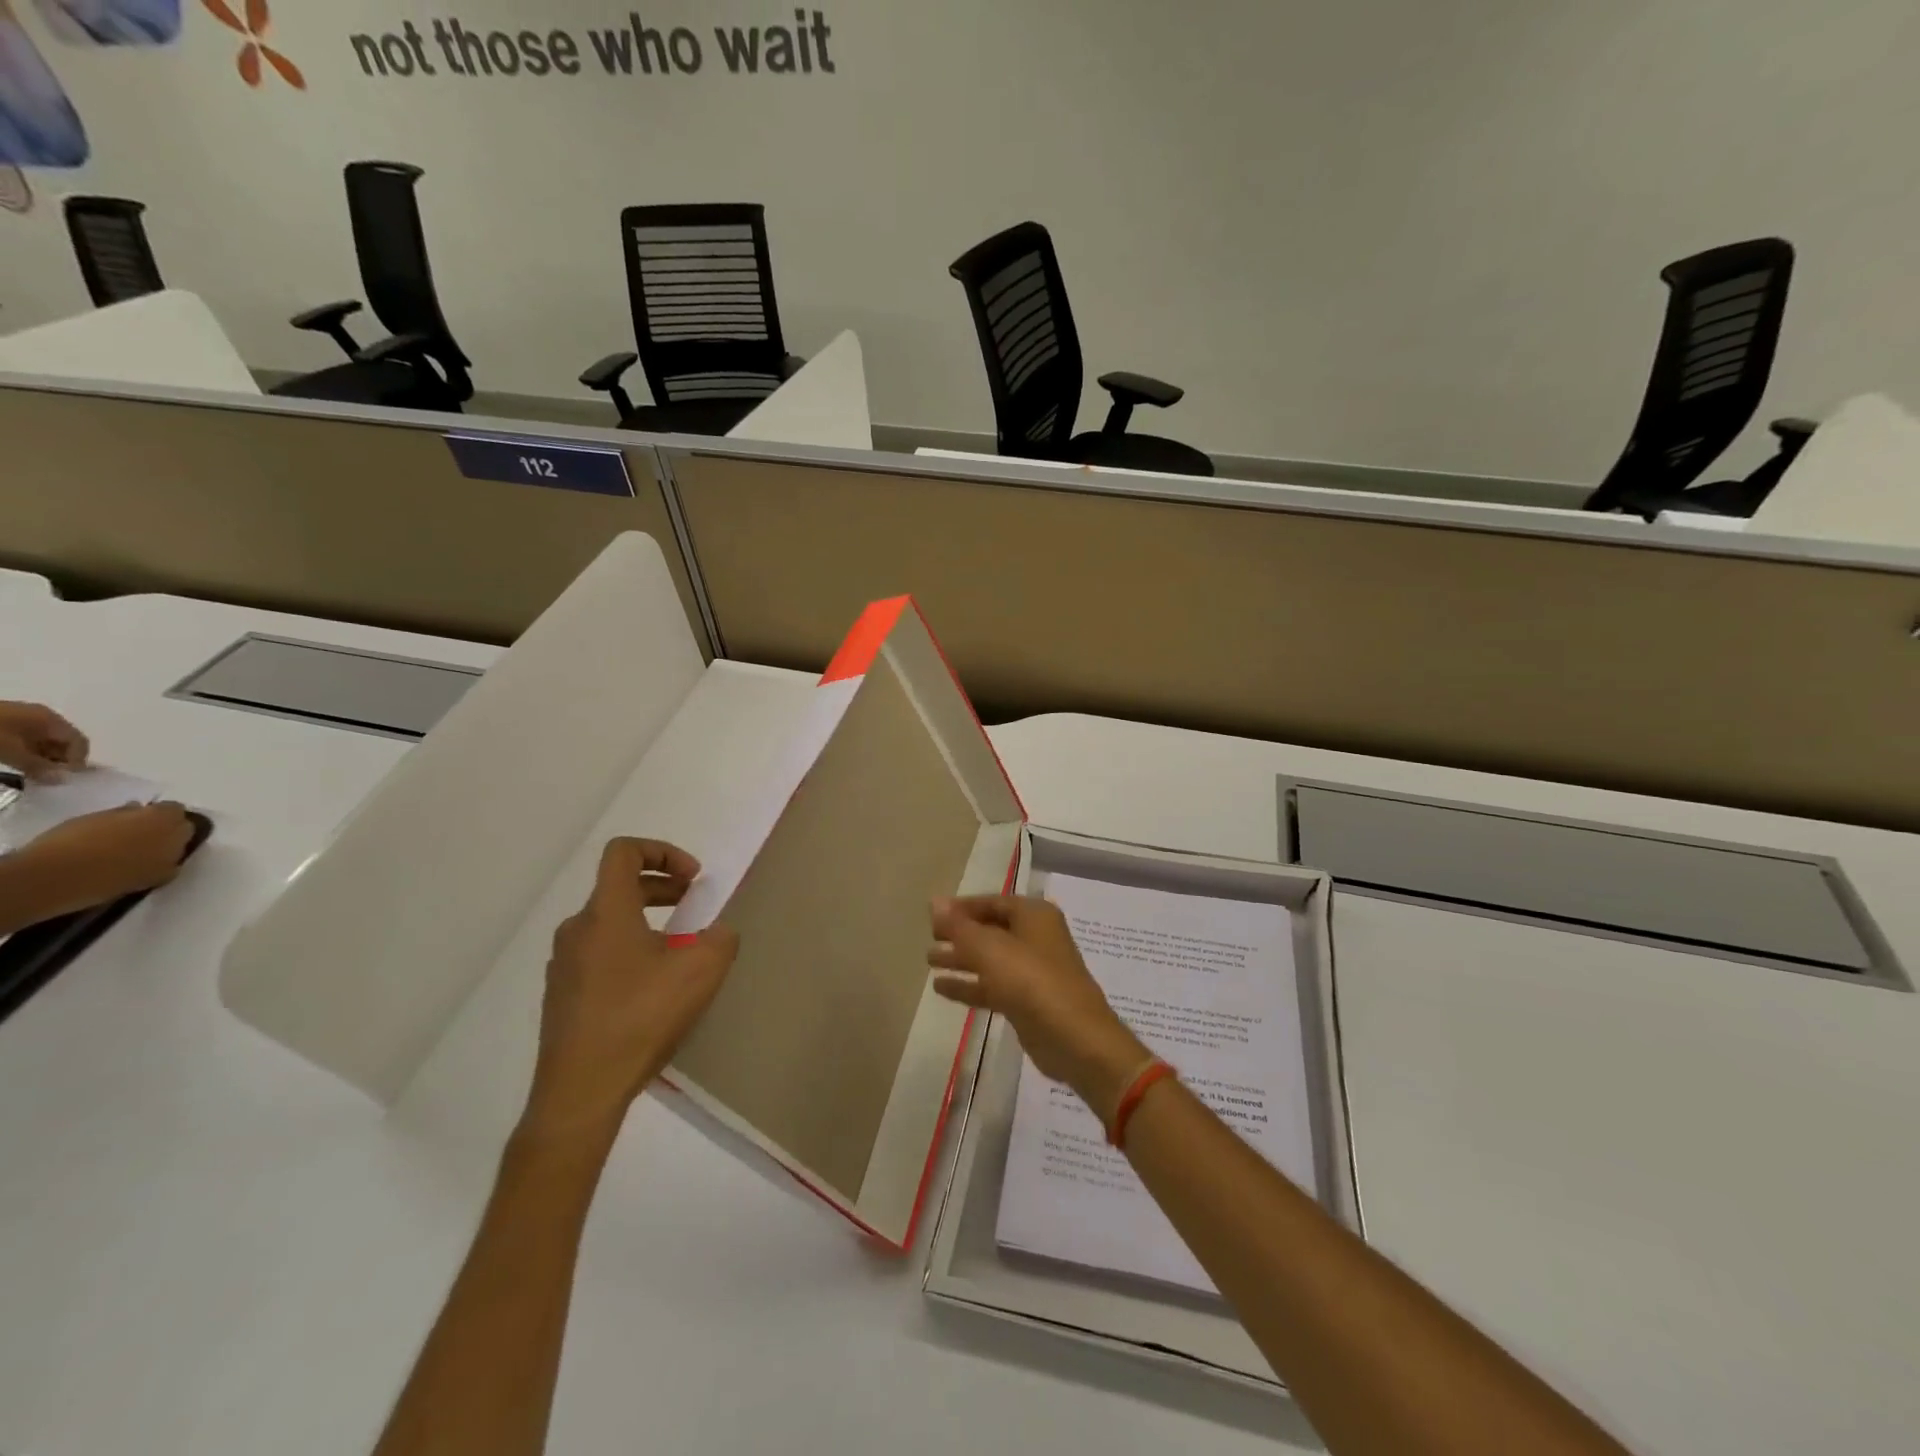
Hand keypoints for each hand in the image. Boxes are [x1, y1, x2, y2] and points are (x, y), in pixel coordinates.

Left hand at [0, 702, 88, 779]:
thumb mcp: (11, 752)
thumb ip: (39, 767)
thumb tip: (62, 780)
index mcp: (50, 720)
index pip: (78, 741)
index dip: (77, 761)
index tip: (65, 779)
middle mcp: (40, 717)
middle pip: (61, 741)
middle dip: (58, 761)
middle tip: (47, 780)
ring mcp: (18, 719)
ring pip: (40, 742)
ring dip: (39, 759)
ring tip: (29, 775)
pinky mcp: (1, 724)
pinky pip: (23, 741)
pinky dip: (23, 754)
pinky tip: (14, 764)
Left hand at [9, 802, 196, 919]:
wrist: (53, 874)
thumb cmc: (114, 878)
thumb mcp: (155, 876)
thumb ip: (169, 862)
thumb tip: (169, 858)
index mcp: (175, 826)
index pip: (188, 823)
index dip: (180, 836)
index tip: (171, 850)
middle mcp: (149, 813)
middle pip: (165, 811)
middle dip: (160, 823)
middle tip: (149, 845)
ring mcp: (114, 813)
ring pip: (132, 815)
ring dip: (131, 826)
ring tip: (119, 849)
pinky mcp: (84, 817)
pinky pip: (104, 822)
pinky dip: (104, 832)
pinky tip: (94, 850)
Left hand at [525, 838, 739, 1144]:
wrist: (580, 1091)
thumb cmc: (640, 1019)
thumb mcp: (701, 972)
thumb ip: (720, 939)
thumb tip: (717, 933)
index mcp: (606, 913)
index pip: (623, 852)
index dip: (662, 851)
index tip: (692, 878)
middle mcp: (577, 930)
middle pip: (618, 887)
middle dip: (662, 887)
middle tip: (693, 906)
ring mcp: (563, 965)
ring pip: (609, 923)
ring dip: (647, 921)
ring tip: (678, 951)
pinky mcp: (562, 996)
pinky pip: (599, 955)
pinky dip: (629, 952)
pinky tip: (652, 989)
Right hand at [929, 895, 1150, 1123]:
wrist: (1074, 1038)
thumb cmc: (1032, 981)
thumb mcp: (990, 949)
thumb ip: (959, 927)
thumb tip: (934, 902)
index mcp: (1034, 915)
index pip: (992, 902)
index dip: (962, 908)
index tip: (933, 917)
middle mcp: (1036, 937)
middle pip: (991, 930)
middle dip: (960, 934)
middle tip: (929, 939)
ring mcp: (1034, 971)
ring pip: (991, 959)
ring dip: (962, 960)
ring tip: (929, 962)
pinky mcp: (1028, 1001)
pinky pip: (994, 985)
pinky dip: (970, 985)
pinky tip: (941, 988)